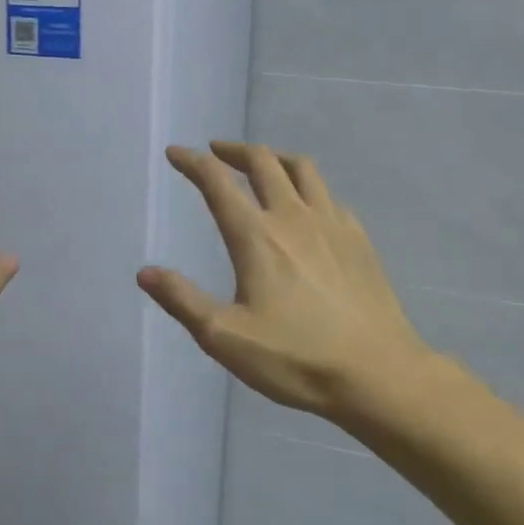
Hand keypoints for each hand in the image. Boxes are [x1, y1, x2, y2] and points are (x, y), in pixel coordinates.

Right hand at [137, 142, 434, 419]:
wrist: (378, 373)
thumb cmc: (296, 357)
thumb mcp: (225, 337)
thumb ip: (182, 300)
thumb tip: (145, 273)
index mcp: (256, 236)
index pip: (217, 182)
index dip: (192, 162)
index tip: (176, 153)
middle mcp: (293, 217)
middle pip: (262, 162)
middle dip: (234, 151)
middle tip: (216, 153)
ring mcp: (332, 224)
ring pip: (302, 169)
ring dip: (274, 158)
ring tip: (262, 165)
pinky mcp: (359, 239)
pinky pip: (329, 196)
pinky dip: (309, 188)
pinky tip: (308, 207)